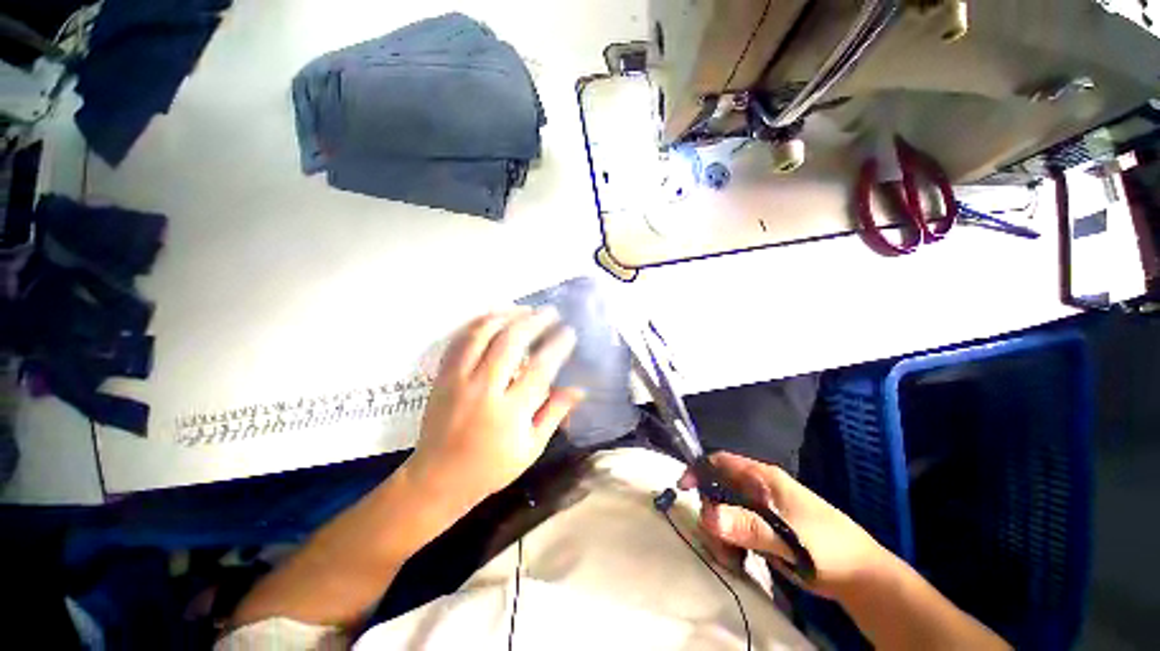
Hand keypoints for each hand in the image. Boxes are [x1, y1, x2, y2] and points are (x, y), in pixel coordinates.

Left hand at [406, 307, 583, 512]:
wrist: (437, 478)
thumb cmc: (491, 467)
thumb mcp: (530, 448)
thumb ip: (554, 413)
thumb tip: (580, 389)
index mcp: (509, 412)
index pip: (539, 368)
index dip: (557, 345)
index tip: (569, 332)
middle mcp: (483, 389)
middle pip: (510, 342)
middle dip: (534, 321)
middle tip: (550, 312)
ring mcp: (458, 379)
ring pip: (482, 333)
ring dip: (506, 315)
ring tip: (525, 309)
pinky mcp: (442, 376)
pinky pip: (461, 340)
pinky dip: (479, 322)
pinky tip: (495, 316)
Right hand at [680, 451, 891, 599]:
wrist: (861, 577)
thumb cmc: (827, 548)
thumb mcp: (787, 538)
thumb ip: (746, 525)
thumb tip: (705, 514)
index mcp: (763, 479)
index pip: (721, 462)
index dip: (699, 470)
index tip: (683, 489)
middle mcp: (757, 490)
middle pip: (718, 489)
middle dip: (710, 513)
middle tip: (714, 541)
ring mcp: (760, 510)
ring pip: (724, 512)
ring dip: (720, 533)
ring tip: (731, 559)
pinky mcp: (762, 529)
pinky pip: (734, 530)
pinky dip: (730, 544)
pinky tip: (738, 561)